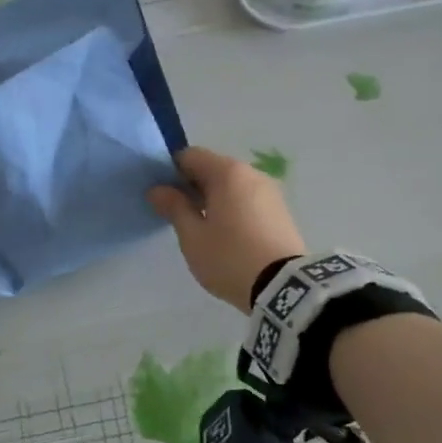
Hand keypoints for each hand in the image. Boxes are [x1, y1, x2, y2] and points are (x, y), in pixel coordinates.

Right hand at [147, 146, 305, 311]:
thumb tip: (158, 190)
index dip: (171, 172)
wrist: (284, 286)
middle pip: (213, 169)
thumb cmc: (229, 258)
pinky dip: (233, 208)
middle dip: (193, 186)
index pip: (190, 156)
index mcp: (227, 172)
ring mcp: (271, 191)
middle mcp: (251, 173)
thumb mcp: (193, 237)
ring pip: (232, 186)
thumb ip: (174, 207)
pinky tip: (229, 235)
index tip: (163, 198)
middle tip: (180, 217)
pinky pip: (248, 200)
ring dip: (214, 199)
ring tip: (205, 230)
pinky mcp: (281, 211)